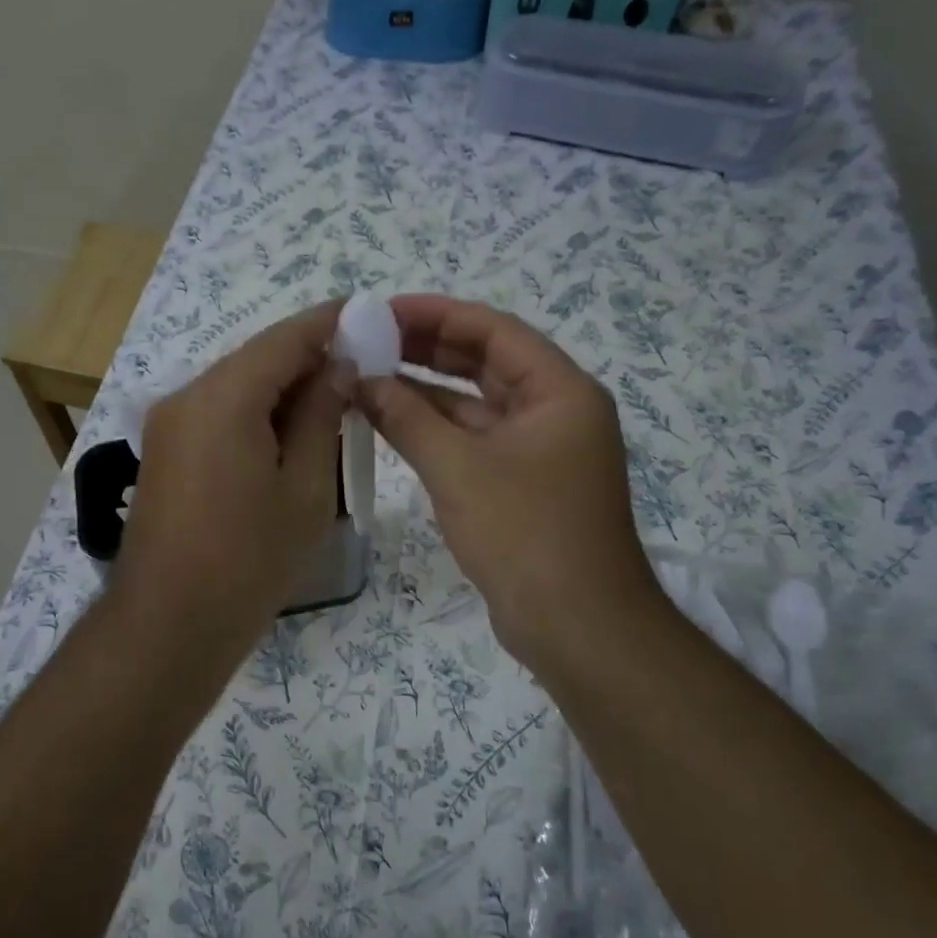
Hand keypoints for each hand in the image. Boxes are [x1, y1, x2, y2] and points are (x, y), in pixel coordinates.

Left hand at [113, 301, 347, 654]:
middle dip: (308, 361)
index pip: (285, 337)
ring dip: (282, 391)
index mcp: (224, 396)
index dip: (330, 323)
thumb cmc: (250, 559)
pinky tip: (286, 439)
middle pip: (256, 359)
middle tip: (360, 374)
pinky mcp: (163, 451)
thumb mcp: (305, 488)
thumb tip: (338, 368)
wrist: (170, 623)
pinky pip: (217, 414)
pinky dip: (254, 415)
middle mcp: (187, 395)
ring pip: (236, 386)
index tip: (370, 319)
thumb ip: (321, 416)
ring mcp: (168, 423)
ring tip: (331, 410)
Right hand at [360, 295, 668, 675]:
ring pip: (475, 405)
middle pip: (484, 362)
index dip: (435, 315)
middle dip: (426, 349)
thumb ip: (406, 418)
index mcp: (559, 391)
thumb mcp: (458, 468)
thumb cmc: (525, 534)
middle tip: (367, 340)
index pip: (492, 330)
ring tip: (367, 374)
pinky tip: (390, 420)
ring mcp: (539, 450)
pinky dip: (435, 430)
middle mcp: (555, 411)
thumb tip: (360, 379)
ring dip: (425, 391)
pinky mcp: (521, 484)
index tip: (381, 310)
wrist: (576, 626)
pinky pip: (473, 441)